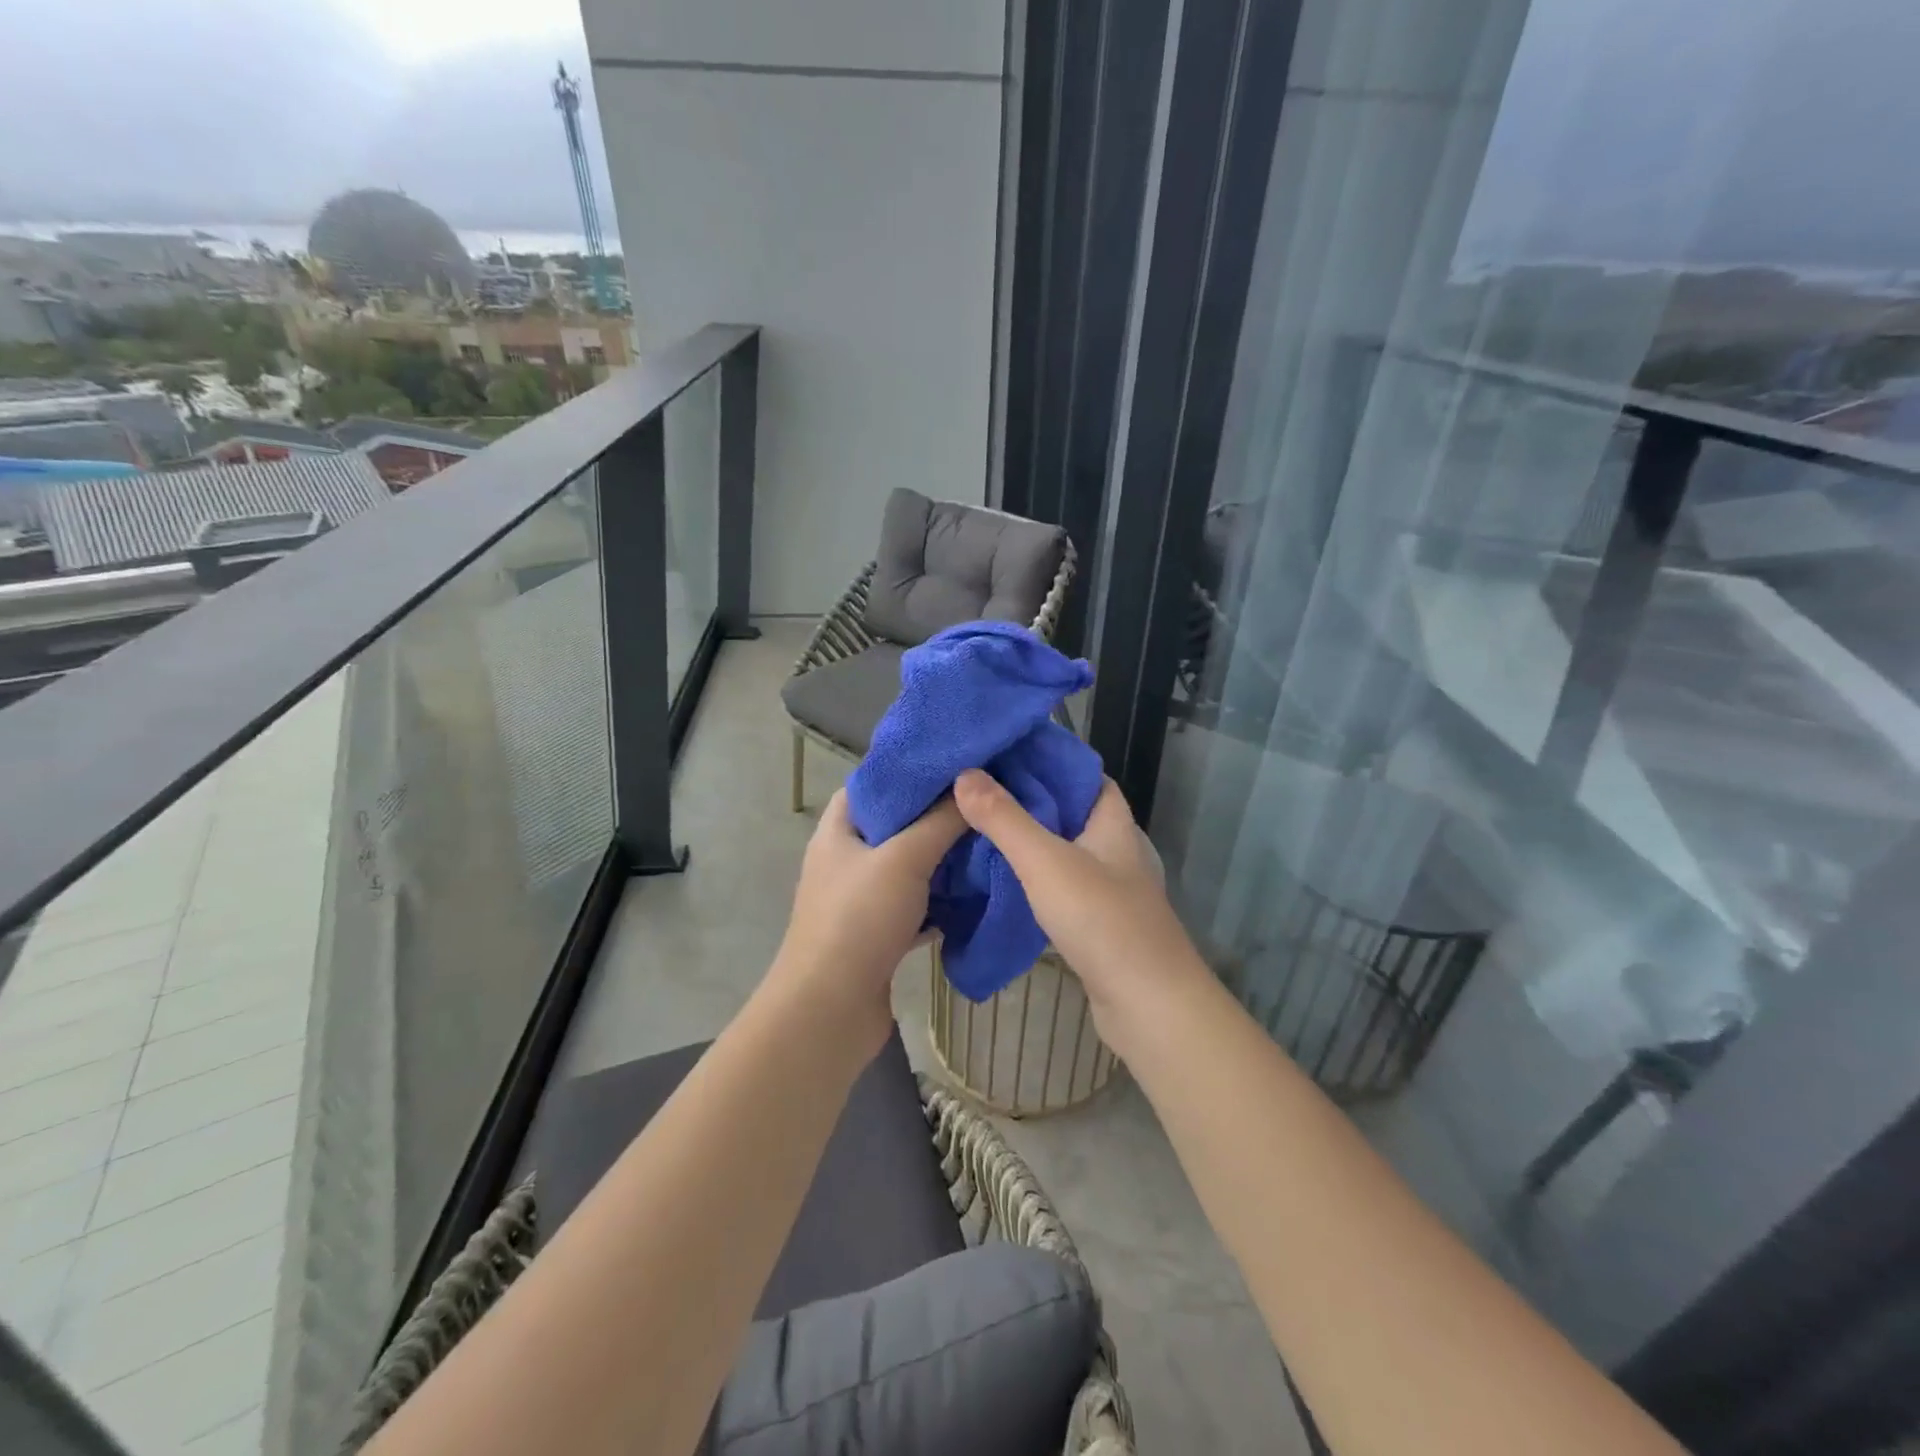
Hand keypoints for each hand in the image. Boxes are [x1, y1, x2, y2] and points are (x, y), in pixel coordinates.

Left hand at [772, 789, 966, 1040]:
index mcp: (838, 831)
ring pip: (908, 869)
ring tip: (986, 841)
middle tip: (980, 803)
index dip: (908, 770)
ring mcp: (861, 901)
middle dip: (935, 816)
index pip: (872, 784)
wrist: (829, 1012)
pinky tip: (975, 894)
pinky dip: (941, 902)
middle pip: (895, 826)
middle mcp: (846, 861)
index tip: (953, 764)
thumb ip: (939, 821)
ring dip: (942, 861)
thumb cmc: (858, 920)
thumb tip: (971, 784)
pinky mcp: (878, 935)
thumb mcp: (903, 859)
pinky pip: (915, 907)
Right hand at [953, 769, 1207, 1048]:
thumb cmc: (1102, 920)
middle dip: (1030, 799)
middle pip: (1070, 811)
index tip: (1005, 754)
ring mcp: (1109, 888)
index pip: (1084, 775)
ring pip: (1064, 850)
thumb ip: (1004, 818)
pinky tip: (1003, 879)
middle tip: (979, 790)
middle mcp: (1115, 849)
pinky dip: (1034, 877)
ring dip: (1030, 840)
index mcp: (1112, 823)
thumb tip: (965, 774)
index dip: (1049, 760)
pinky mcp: (1099, 922)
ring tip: (981, 827)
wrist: (1148, 1004)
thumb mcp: (1046, 861)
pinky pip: (1061, 885)